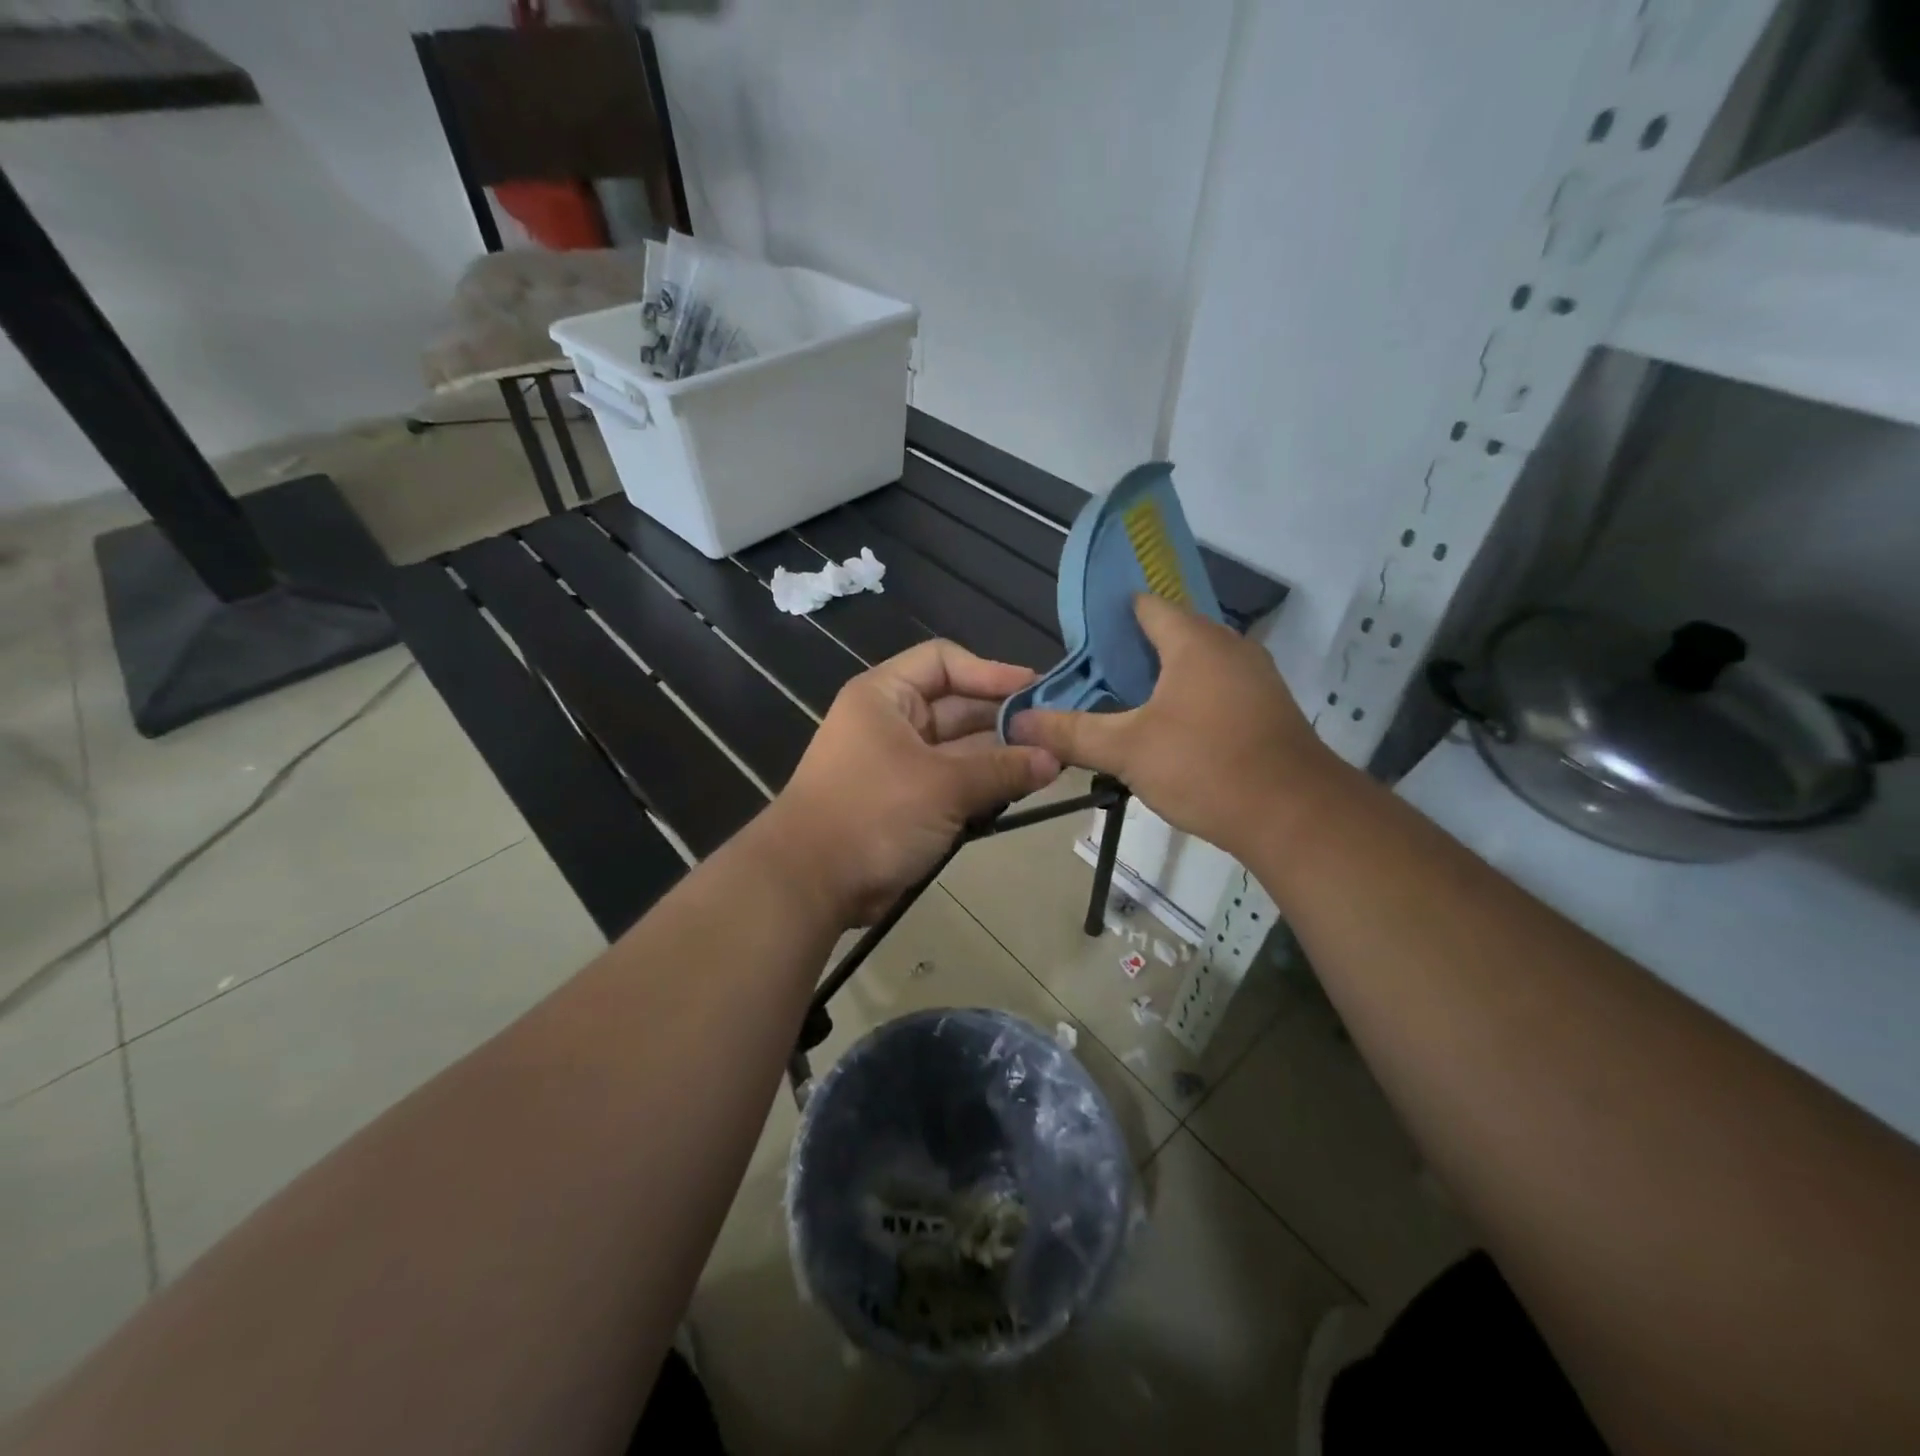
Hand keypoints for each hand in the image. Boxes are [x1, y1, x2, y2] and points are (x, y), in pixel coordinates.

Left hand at [760, 641, 1061, 925]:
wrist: (812, 883)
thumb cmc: (873, 813)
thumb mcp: (943, 785)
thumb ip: (1002, 768)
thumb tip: (1055, 758)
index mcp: (886, 696)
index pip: (944, 662)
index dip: (990, 671)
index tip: (1037, 691)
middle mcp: (892, 722)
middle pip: (958, 707)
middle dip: (1005, 720)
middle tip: (1057, 734)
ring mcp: (900, 764)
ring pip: (961, 749)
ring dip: (1001, 757)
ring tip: (1052, 764)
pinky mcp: (909, 802)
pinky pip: (955, 783)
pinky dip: (985, 786)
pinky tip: (1024, 790)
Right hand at [1010, 594, 1347, 855]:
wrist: (1295, 815)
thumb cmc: (1205, 765)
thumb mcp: (1126, 750)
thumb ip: (1070, 733)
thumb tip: (1017, 721)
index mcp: (1194, 640)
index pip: (1145, 606)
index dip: (1109, 618)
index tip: (1078, 643)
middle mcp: (1229, 647)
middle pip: (1171, 635)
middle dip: (1130, 653)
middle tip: (1091, 680)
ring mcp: (1255, 678)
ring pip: (1196, 666)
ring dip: (1161, 680)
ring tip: (1122, 706)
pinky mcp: (1267, 710)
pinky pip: (1216, 690)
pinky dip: (1188, 700)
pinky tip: (1167, 732)